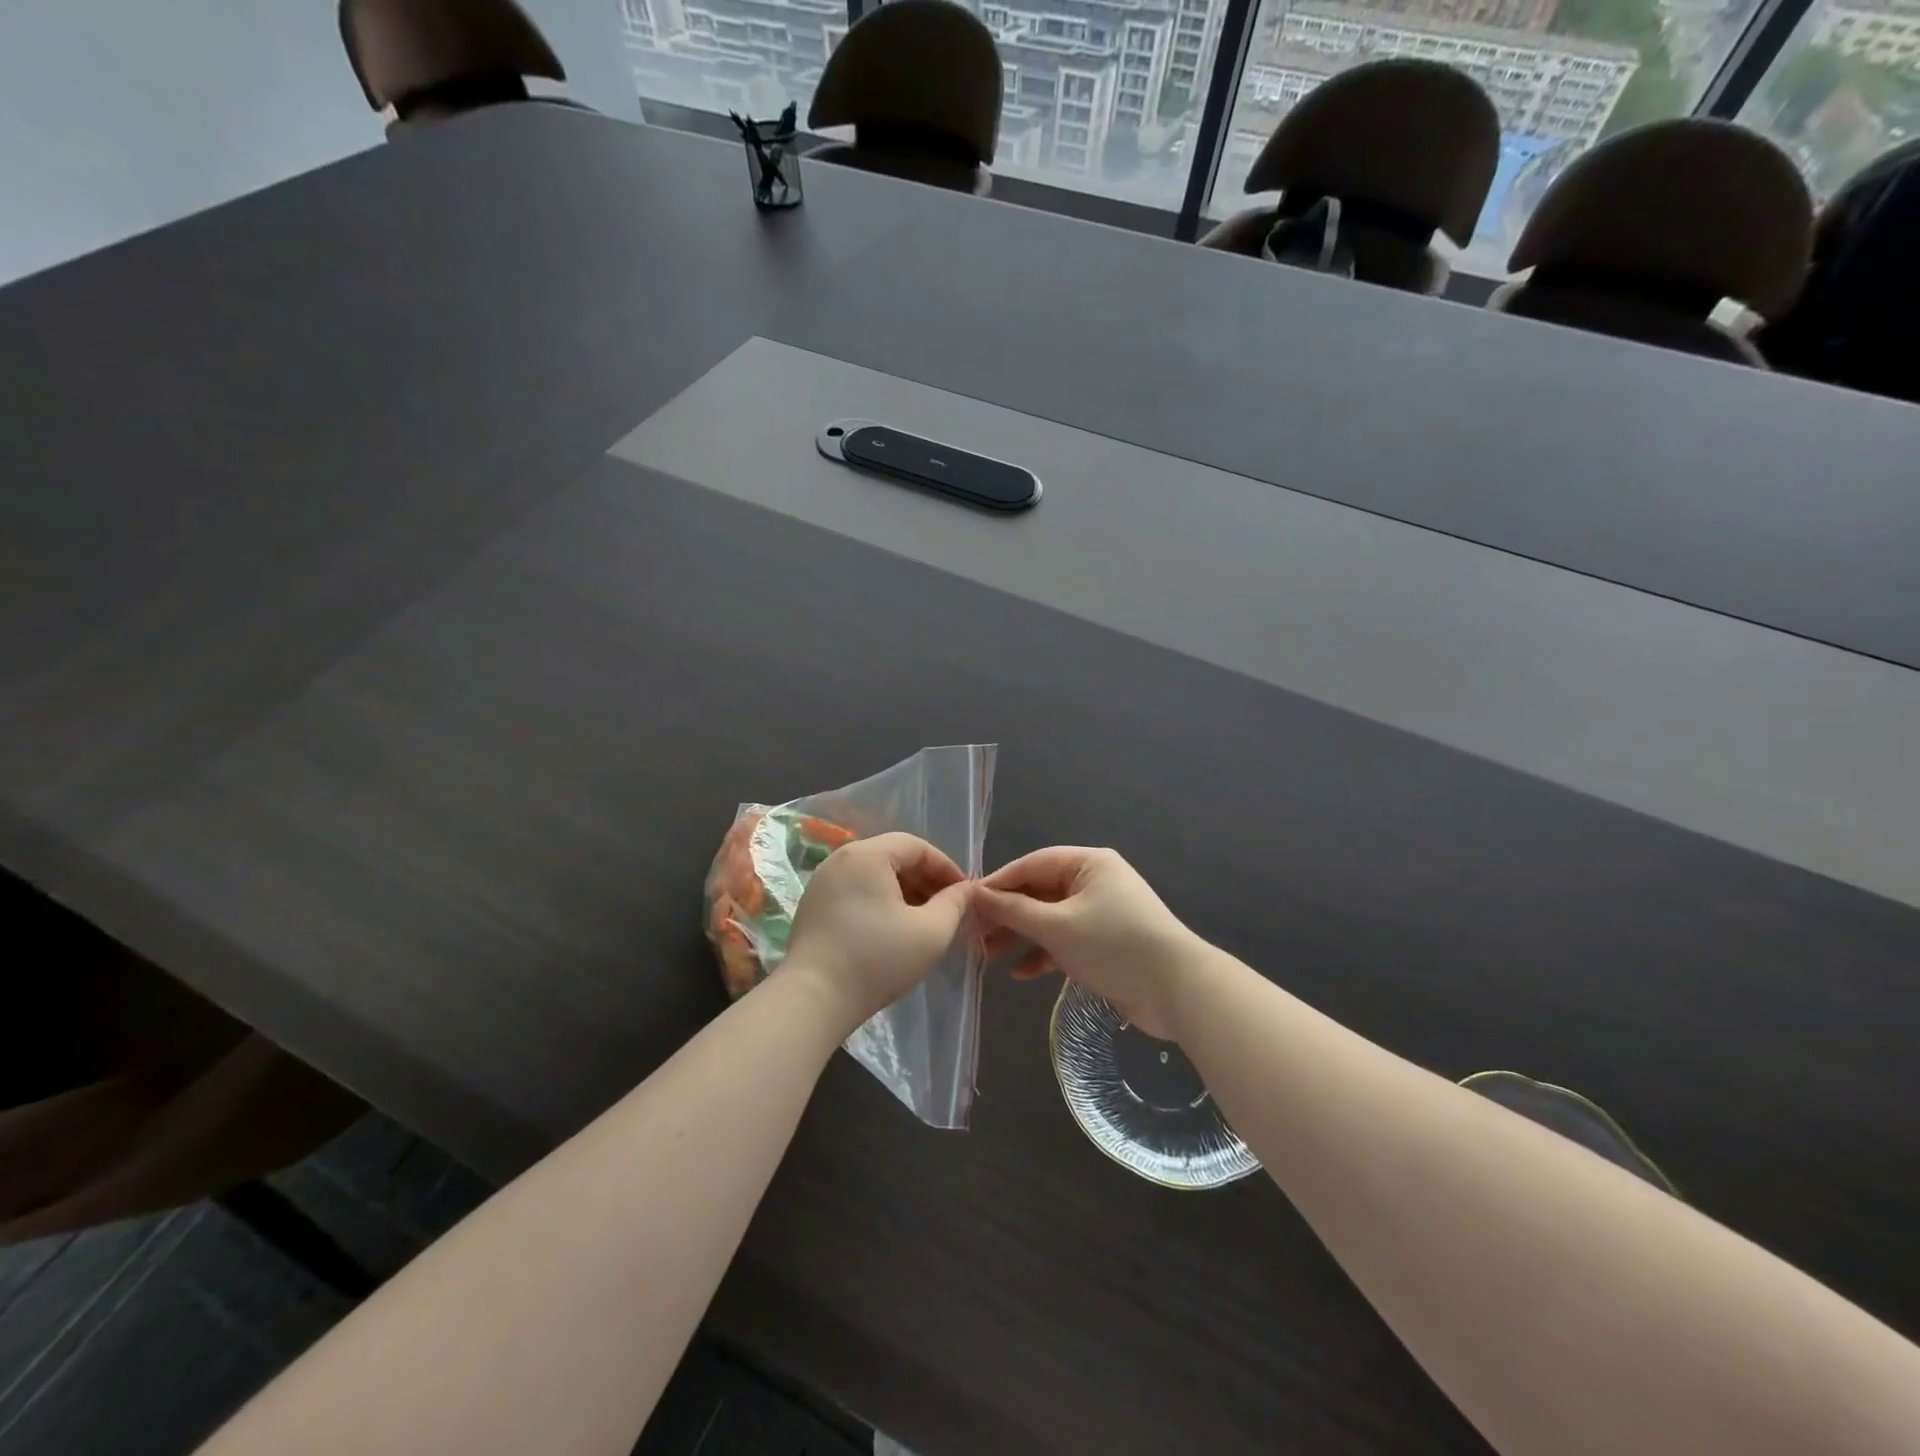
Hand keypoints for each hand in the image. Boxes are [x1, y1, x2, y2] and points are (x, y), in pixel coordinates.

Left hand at [784, 833, 969, 1031]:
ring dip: (904, 891)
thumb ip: (954, 904)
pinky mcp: (813, 905)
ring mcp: (822, 882)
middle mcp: (841, 859)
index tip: (964, 893)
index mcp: (867, 855)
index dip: (946, 867)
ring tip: (924, 920)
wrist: (814, 1000)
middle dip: (925, 879)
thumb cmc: (877, 960)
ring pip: (874, 875)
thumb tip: (965, 890)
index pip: (916, 846)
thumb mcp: (930, 932)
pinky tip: (893, 929)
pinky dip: (880, 901)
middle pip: (893, 856)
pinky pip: (855, 890)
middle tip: (947, 908)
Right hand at [972, 847, 1197, 1039]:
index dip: (998, 883)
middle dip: (1008, 914)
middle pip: (1040, 892)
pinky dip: (1045, 954)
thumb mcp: (1057, 926)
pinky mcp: (1106, 943)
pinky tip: (1022, 973)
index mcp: (1088, 864)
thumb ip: (1014, 910)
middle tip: (974, 935)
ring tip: (989, 956)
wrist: (1178, 990)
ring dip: (1022, 936)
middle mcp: (1095, 882)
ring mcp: (1102, 913)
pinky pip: (1066, 940)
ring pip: (1051, 918)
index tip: (966, 904)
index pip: (1032, 865)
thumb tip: (975, 896)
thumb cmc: (1113, 945)